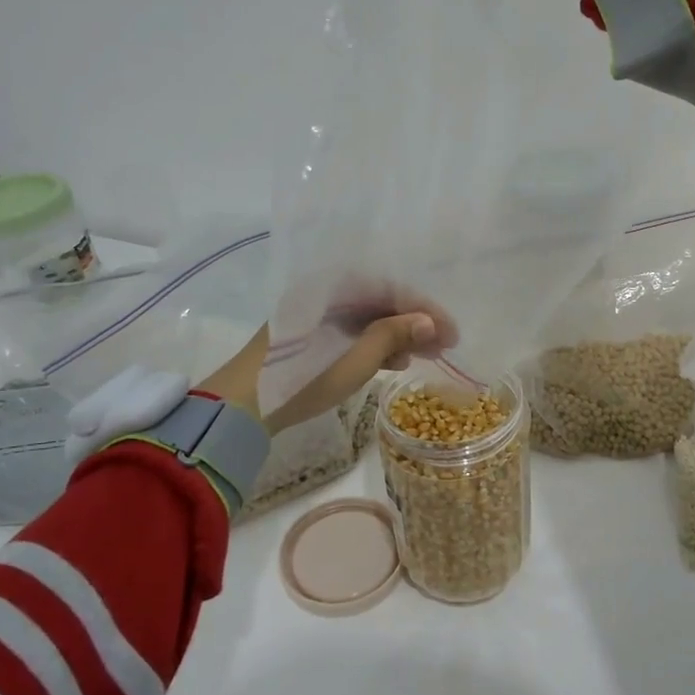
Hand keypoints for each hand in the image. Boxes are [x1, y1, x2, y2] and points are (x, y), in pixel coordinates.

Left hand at [201, 309, 453, 435]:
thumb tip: (429, 323)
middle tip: (443, 348)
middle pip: (379, 301)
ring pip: (365, 318)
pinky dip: (372, 345)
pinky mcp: (306, 336)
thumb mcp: (355, 359)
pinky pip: (350, 331)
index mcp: (332, 287)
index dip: (426, 311)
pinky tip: (389, 363)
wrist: (241, 407)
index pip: (391, 289)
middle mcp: (323, 292)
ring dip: (395, 336)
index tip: (453, 334)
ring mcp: (312, 314)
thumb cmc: (302, 380)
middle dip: (414, 323)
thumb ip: (394, 335)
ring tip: (418, 358)